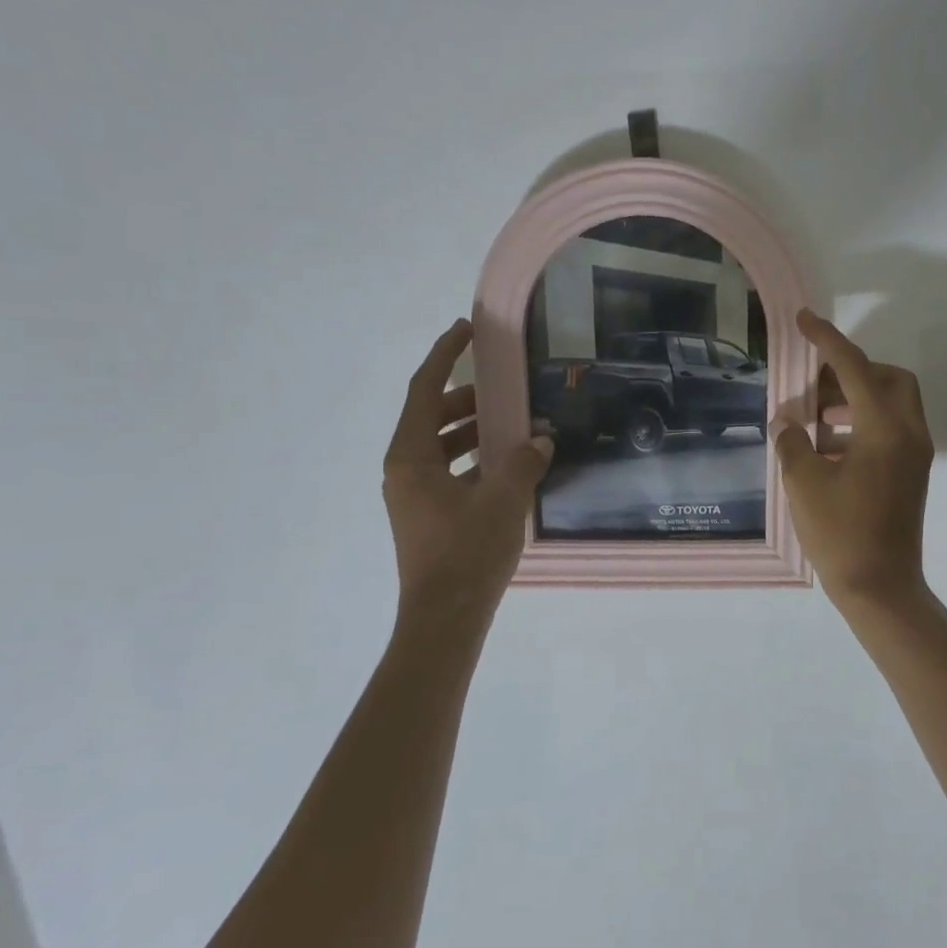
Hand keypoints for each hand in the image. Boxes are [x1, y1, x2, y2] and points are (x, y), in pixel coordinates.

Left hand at [383, 320, 551, 618]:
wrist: (444, 618)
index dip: (444, 355)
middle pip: (432, 416)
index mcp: (410, 457)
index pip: (424, 390)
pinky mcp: (429, 515)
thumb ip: (523, 461)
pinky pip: (451, 470)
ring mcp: (414, 494)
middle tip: (505, 386)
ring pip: (442, 446)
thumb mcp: (503, 500)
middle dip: (468, 398)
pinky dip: (476, 459)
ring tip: (515, 424)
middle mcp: (405, 469)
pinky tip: (510, 465)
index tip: (464, 329)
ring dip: (474, 431)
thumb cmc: (467, 553)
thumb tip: (541, 439)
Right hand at [773, 309, 934, 610]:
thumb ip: (792, 442)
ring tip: (815, 417)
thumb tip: (786, 422)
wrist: (880, 587)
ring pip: (892, 404)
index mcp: (885, 428)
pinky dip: (863, 423)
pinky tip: (829, 446)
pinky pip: (892, 429)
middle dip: (853, 371)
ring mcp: (915, 454)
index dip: (826, 340)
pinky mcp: (912, 473)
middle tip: (816, 384)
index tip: (803, 320)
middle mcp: (909, 433)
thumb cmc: (840, 534)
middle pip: (889, 378)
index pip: (855, 368)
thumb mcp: (804, 484)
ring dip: (856, 399)